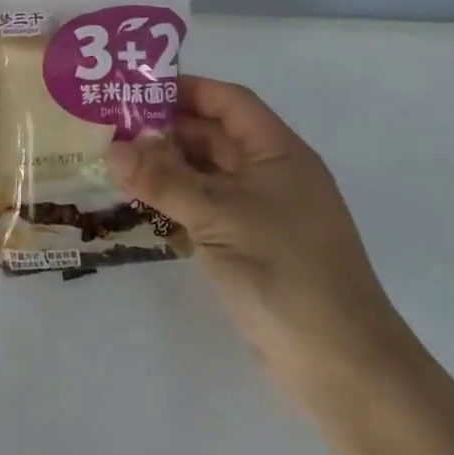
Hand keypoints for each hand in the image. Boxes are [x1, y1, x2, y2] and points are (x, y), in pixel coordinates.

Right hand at [108, 78, 410, 405]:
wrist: (340, 364)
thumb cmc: (283, 270)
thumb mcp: (218, 216)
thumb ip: (164, 180)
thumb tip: (113, 148)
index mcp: (279, 152)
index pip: (230, 102)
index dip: (187, 90)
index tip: (139, 91)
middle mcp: (274, 175)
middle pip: (217, 138)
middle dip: (169, 133)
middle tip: (115, 131)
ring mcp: (266, 215)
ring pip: (210, 177)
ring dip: (170, 171)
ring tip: (119, 167)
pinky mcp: (256, 250)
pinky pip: (211, 213)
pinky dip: (180, 207)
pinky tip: (144, 210)